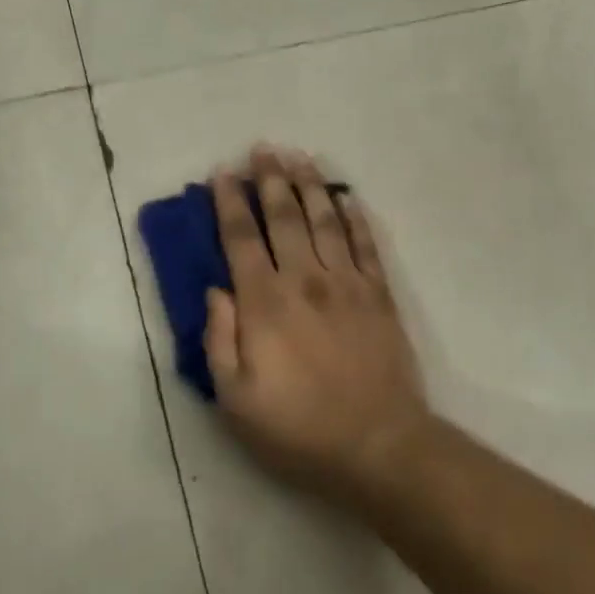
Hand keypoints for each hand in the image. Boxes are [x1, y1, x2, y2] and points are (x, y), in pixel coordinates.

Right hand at [206, 146, 430, 506]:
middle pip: (284, 216)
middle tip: (262, 148)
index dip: (230, 202)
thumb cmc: (298, 429)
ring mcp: (347, 282)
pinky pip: (365, 243)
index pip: (241, 239)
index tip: (222, 173)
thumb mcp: (236, 400)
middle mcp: (305, 279)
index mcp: (265, 303)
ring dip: (310, 184)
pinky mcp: (379, 293)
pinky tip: (347, 196)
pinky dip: (355, 216)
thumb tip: (215, 290)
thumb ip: (219, 340)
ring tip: (299, 156)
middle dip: (270, 179)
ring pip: (324, 219)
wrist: (377, 445)